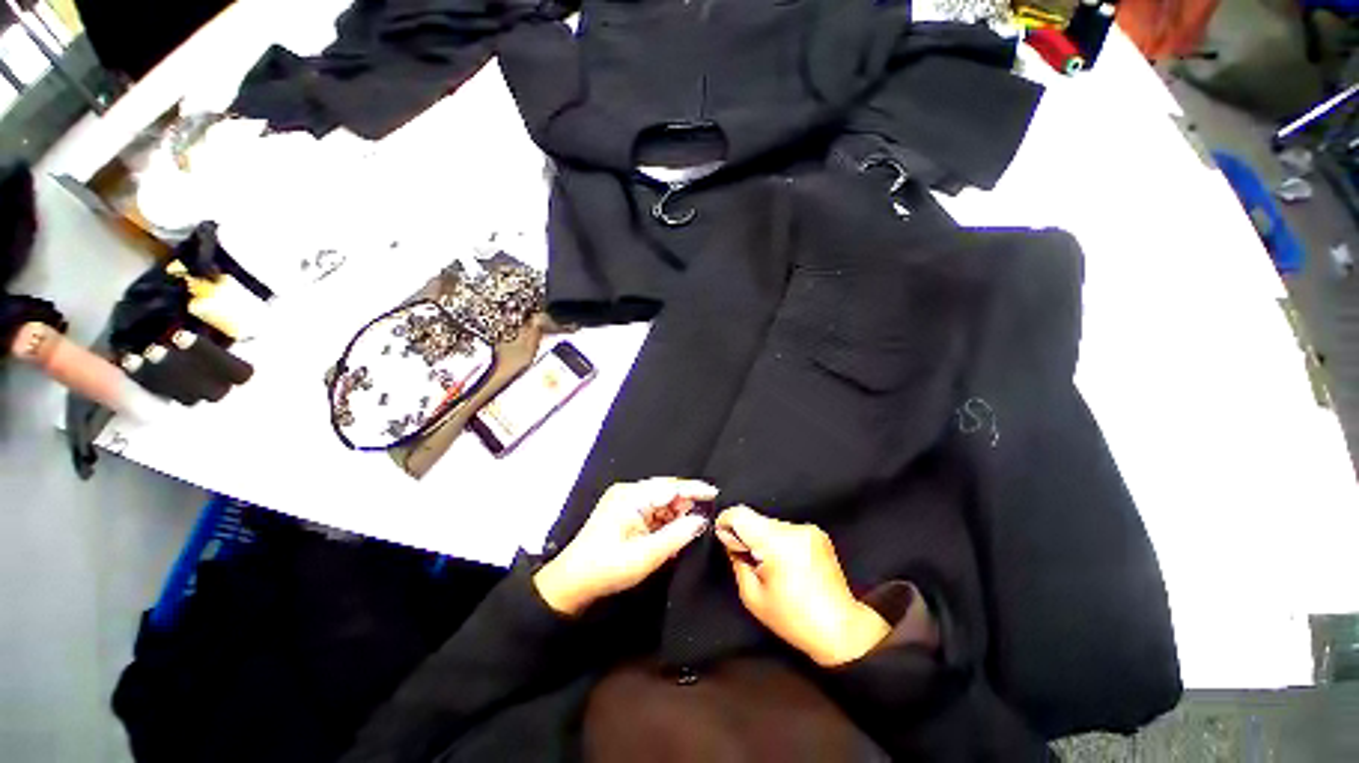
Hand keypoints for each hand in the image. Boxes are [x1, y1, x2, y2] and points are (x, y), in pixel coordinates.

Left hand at [534, 478, 714, 615]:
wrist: (571, 584)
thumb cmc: (607, 569)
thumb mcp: (645, 556)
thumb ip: (676, 536)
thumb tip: (700, 520)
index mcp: (631, 496)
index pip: (670, 487)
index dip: (694, 489)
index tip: (715, 493)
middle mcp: (628, 493)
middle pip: (666, 492)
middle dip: (684, 505)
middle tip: (701, 522)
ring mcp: (625, 502)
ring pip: (661, 503)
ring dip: (675, 516)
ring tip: (687, 532)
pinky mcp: (625, 513)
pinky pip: (652, 512)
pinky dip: (664, 522)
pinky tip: (671, 534)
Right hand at [716, 505, 889, 666]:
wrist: (841, 629)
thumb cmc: (794, 619)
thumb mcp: (752, 596)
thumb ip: (736, 561)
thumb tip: (729, 540)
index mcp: (776, 542)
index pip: (740, 514)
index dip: (726, 523)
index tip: (724, 540)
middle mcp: (793, 528)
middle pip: (755, 519)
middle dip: (746, 535)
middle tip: (748, 561)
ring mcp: (808, 529)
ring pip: (770, 524)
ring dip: (763, 539)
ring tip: (770, 567)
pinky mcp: (818, 533)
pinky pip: (786, 530)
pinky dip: (779, 541)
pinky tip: (786, 564)